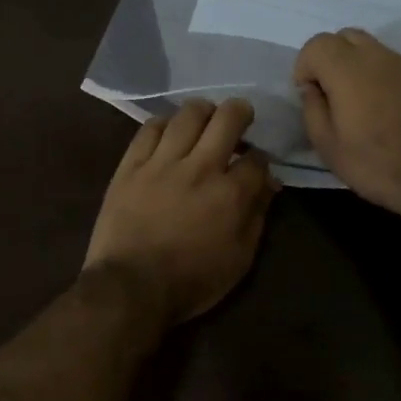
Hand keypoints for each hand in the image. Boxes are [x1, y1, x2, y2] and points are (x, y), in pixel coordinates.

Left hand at [84, 99, 278, 322]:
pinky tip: (169, 131)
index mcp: (231, 193)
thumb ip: (257, 216)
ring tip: (205, 118)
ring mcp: (162, 162)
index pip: (257, 158)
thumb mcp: (240, 259)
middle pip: (227, 118)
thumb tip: (269, 184)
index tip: (256, 165)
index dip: (261, 158)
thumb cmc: (192, 281)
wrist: (130, 288)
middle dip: (240, 112)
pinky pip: (149, 129)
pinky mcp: (131, 165)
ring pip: (188, 115)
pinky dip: (164, 124)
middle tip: (239, 118)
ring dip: (203, 111)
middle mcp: (200, 167)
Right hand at [293, 29, 400, 222]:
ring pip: (373, 50)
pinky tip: (388, 111)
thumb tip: (312, 89)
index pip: (317, 44)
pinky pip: (395, 66)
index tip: (309, 95)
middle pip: (346, 37)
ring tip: (360, 104)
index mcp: (348, 69)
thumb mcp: (329, 147)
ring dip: (358, 67)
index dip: (305, 67)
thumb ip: (313, 109)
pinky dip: (383, 78)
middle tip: (331, 93)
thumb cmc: (378, 163)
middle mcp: (378, 56)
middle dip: (331, 59)